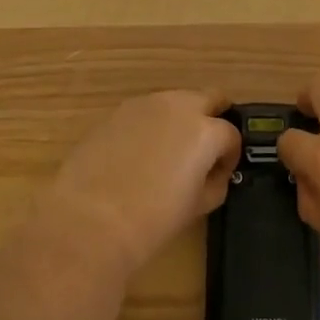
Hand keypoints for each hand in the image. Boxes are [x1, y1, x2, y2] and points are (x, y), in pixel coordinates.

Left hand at [40, 90, 241, 278]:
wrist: (89, 221)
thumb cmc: (151, 220)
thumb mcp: (198, 206)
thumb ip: (214, 182)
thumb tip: (213, 173)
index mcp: (205, 130)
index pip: (231, 135)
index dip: (229, 157)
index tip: (220, 174)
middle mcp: (178, 106)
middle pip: (209, 99)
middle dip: (212, 119)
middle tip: (203, 151)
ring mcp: (145, 104)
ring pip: (175, 102)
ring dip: (180, 121)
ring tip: (167, 155)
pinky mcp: (117, 111)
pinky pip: (145, 112)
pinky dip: (150, 126)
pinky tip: (137, 156)